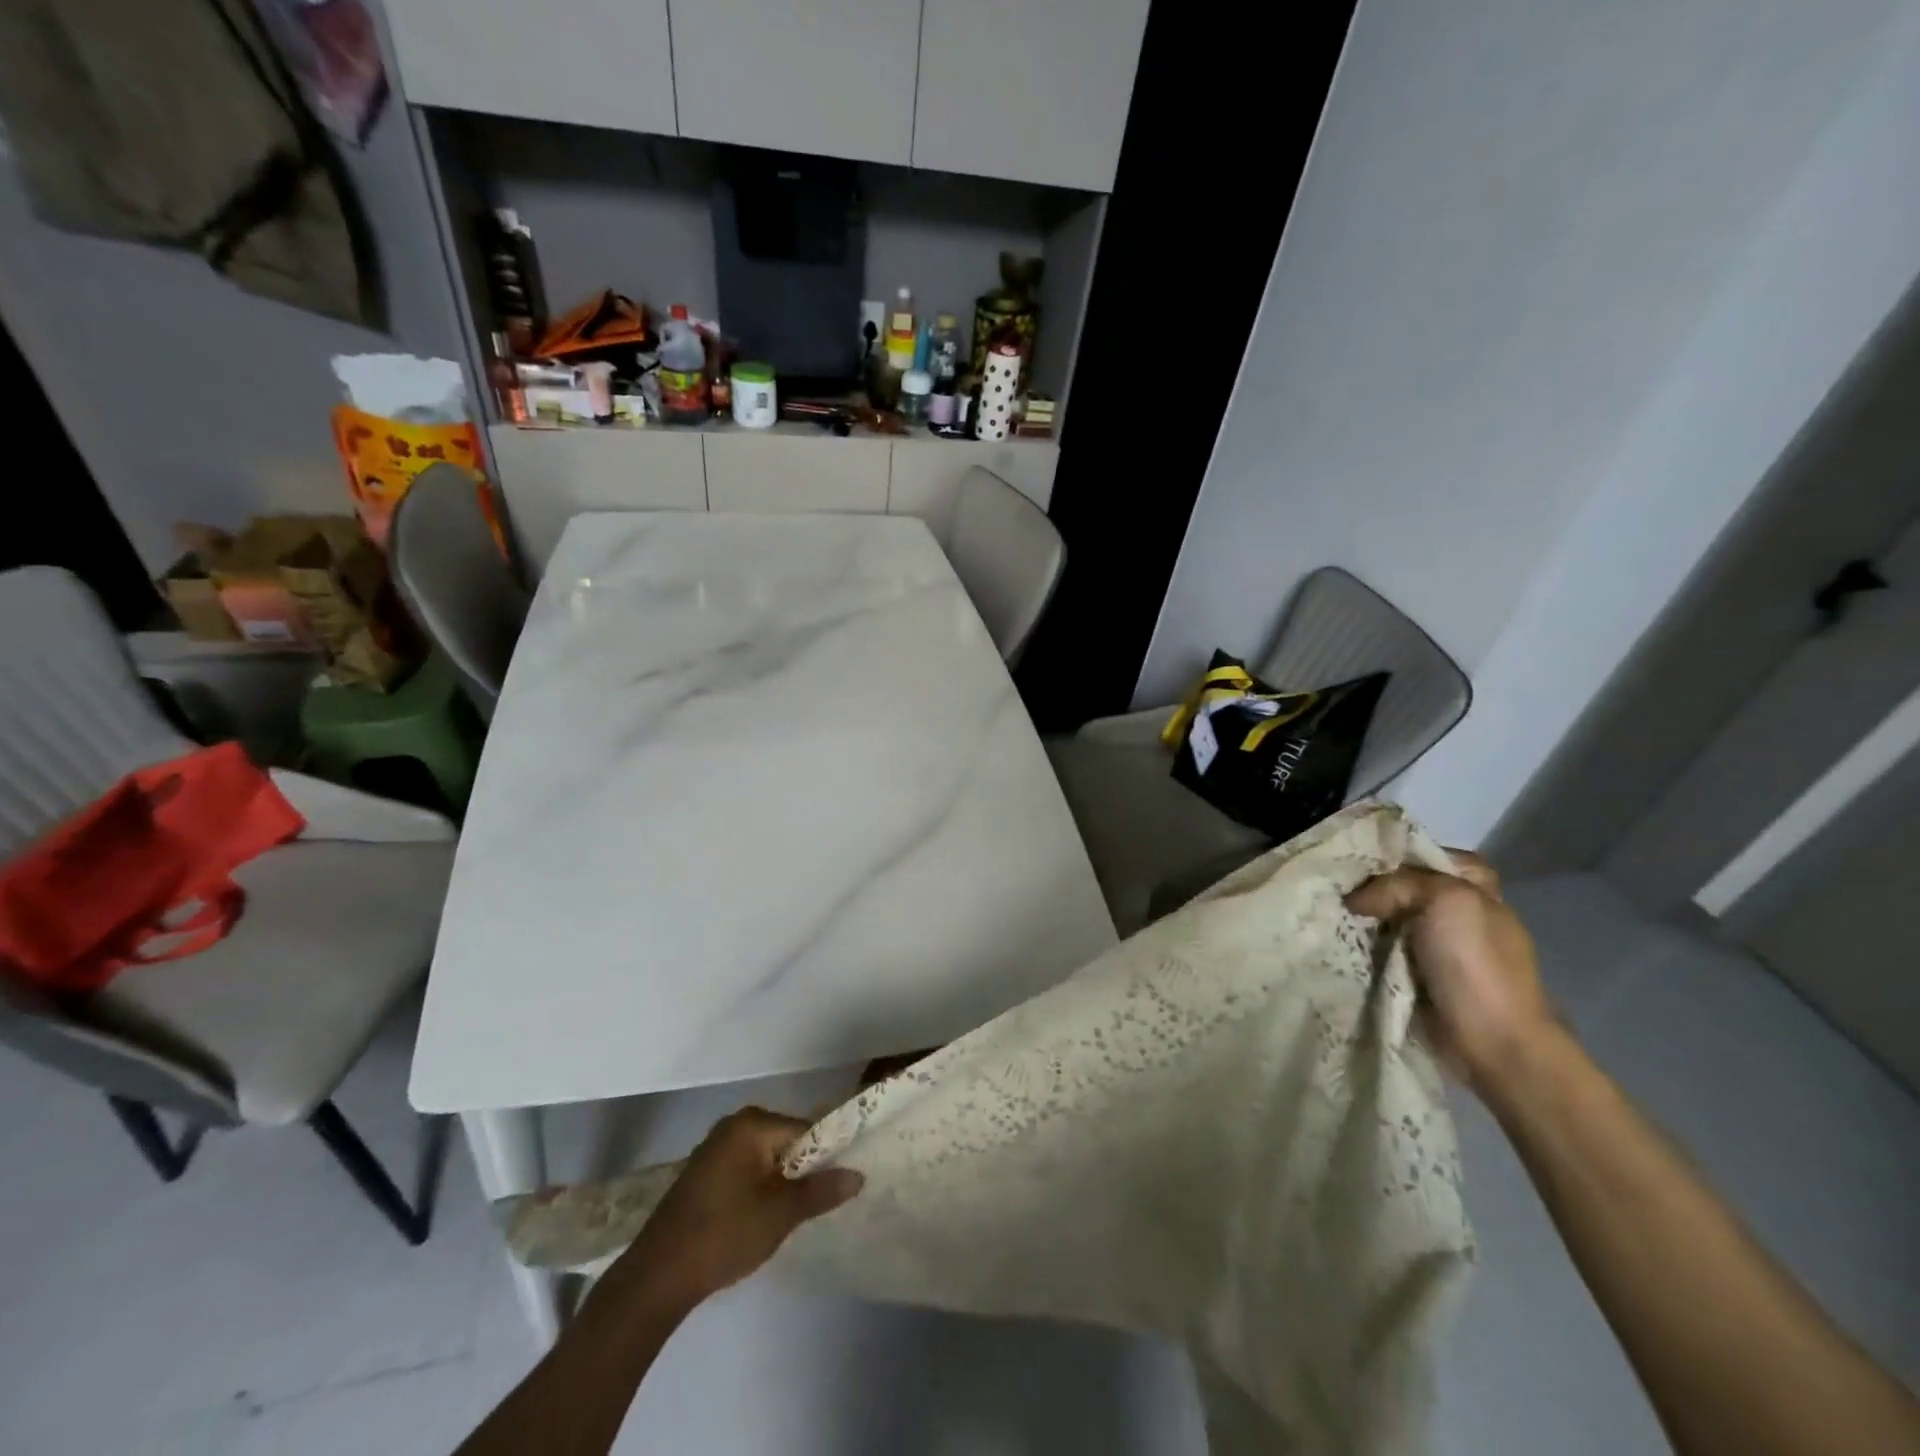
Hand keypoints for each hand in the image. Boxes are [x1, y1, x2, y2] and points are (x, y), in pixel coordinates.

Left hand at [610, 1108, 862, 1312]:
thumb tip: (858, 1175)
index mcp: (752, 1123)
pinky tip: (762, 1219)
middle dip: (803, 1171)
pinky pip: (745, 1171)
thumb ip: (821, 1191)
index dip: (826, 1156)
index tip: (838, 1184)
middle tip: (817, 1204)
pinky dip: (758, 1189)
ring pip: (765, 1160)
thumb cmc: (725, 1234)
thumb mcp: (781, 1214)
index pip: (805, 1130)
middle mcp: (733, 1126)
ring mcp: (714, 1149)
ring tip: (793, 1215)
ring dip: (781, 1183)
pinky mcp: (702, 1175)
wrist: (657, 1277)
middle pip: (785, 1142)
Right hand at [1345, 851, 1560, 1095]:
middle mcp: (1457, 912)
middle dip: (1369, 887)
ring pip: (1388, 919)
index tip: (1355, 859)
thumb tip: (1354, 901)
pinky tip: (1336, 944)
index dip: (1394, 852)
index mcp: (1475, 887)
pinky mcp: (1419, 977)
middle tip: (1330, 886)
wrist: (1494, 1041)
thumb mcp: (1444, 901)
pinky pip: (1382, 951)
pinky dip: (1362, 949)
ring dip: (1361, 920)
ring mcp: (1438, 947)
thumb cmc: (1476, 963)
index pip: (1428, 853)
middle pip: (1403, 886)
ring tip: (1324, 914)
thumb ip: (1396, 884)